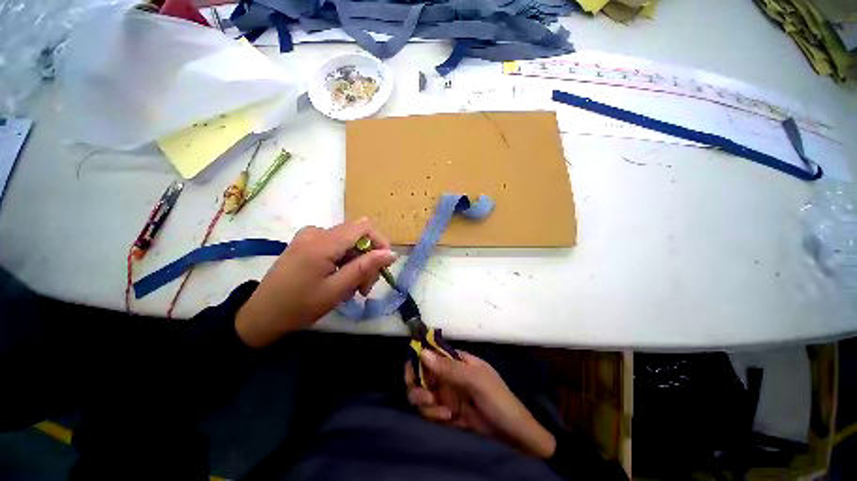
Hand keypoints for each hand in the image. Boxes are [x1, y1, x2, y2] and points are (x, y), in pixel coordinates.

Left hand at [235, 218, 395, 347]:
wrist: (261, 316)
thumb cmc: (299, 306)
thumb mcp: (337, 289)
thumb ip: (365, 267)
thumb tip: (392, 253)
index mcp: (322, 242)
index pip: (364, 227)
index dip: (381, 242)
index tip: (384, 266)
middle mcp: (316, 232)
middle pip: (357, 235)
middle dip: (368, 259)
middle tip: (366, 287)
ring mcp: (309, 236)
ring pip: (348, 242)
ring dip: (357, 263)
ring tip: (354, 288)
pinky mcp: (307, 243)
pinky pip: (336, 245)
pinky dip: (345, 261)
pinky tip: (340, 279)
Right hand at [405, 350, 555, 458]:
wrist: (513, 433)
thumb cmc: (497, 398)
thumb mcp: (474, 380)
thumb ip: (448, 368)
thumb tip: (422, 351)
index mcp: (456, 360)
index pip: (431, 354)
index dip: (417, 360)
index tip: (410, 372)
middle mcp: (448, 374)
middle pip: (422, 374)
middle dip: (418, 386)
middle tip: (426, 398)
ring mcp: (446, 393)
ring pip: (422, 393)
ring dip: (426, 404)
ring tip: (443, 413)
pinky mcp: (446, 411)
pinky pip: (430, 411)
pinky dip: (433, 415)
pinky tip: (448, 419)